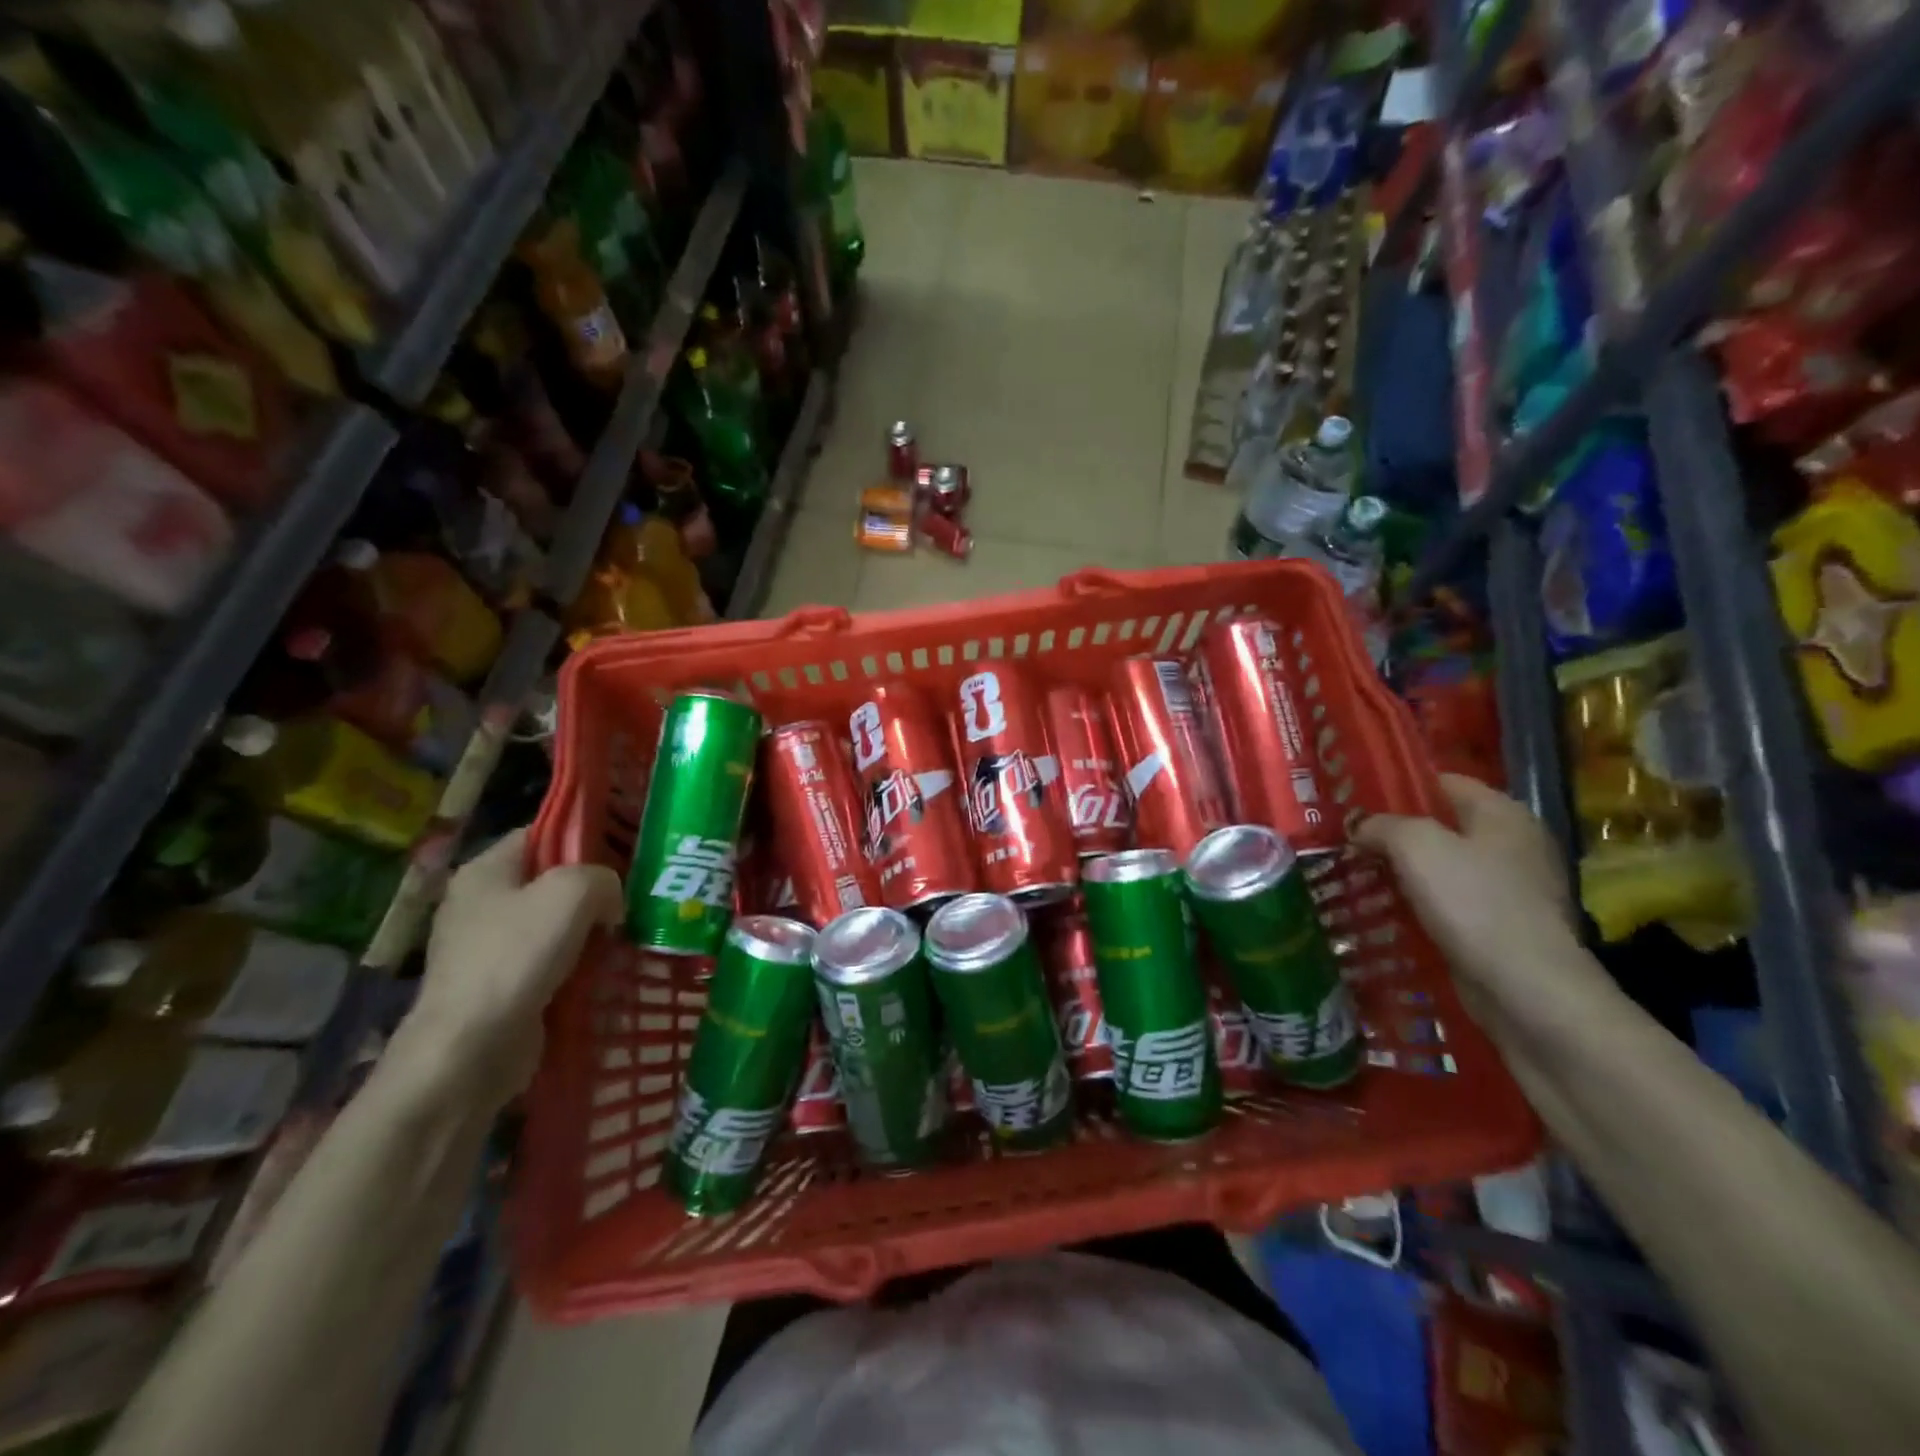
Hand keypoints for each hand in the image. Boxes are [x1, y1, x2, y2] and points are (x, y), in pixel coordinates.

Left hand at [402, 830, 623, 1111]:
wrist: (469, 1050)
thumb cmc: (516, 957)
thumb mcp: (572, 893)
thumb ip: (602, 877)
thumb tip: (610, 900)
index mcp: (486, 869)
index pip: (543, 833)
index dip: (585, 837)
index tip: (626, 853)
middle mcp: (482, 902)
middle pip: (553, 879)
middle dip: (595, 889)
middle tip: (634, 897)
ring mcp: (489, 946)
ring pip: (556, 922)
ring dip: (591, 930)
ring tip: (627, 935)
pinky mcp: (502, 984)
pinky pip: (550, 960)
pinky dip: (578, 963)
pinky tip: (605, 970)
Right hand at [1356, 775, 1604, 1024]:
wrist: (1526, 988)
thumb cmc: (1473, 901)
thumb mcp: (1415, 846)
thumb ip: (1381, 825)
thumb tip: (1360, 826)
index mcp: (1502, 812)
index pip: (1441, 781)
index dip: (1397, 787)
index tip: (1354, 801)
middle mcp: (1513, 843)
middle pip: (1442, 825)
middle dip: (1394, 833)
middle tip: (1348, 839)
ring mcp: (1512, 888)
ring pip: (1443, 867)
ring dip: (1403, 872)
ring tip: (1357, 875)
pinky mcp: (1503, 926)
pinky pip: (1451, 903)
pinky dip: (1420, 904)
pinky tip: (1387, 911)